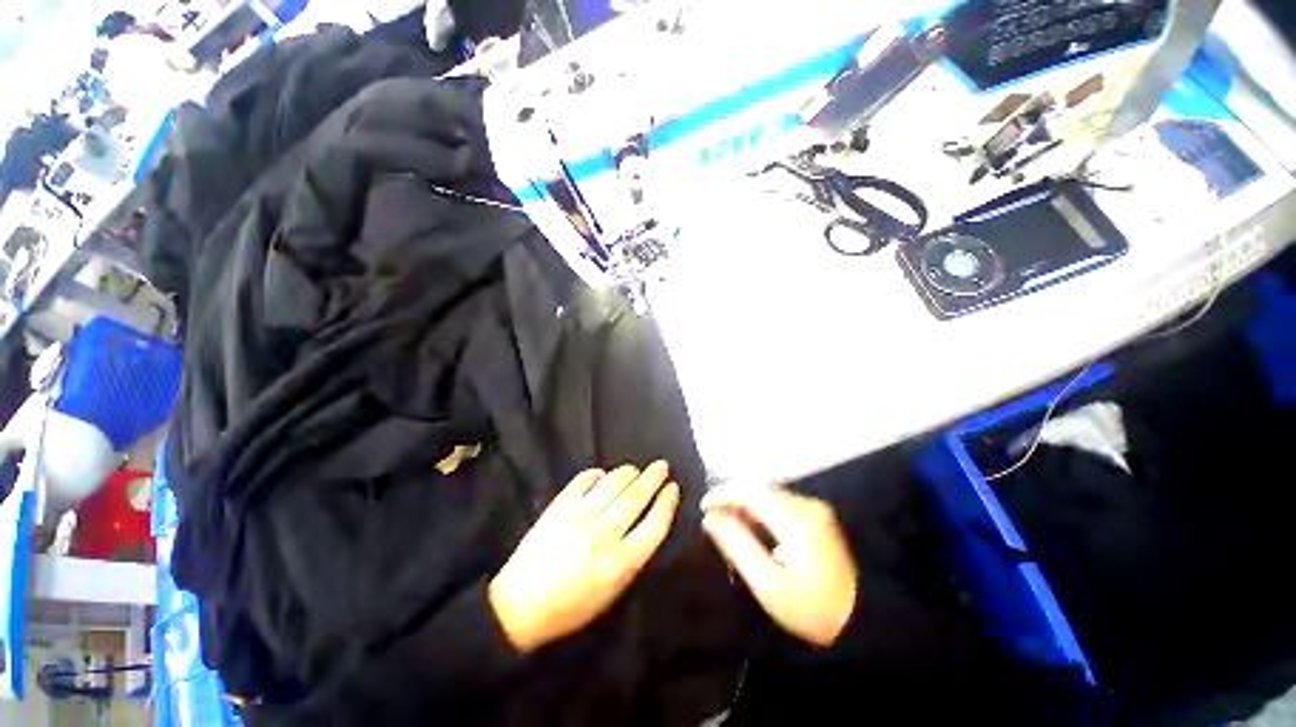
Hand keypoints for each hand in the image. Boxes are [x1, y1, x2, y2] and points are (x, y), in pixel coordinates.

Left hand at [489, 462, 679, 652]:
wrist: (520, 605)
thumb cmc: (571, 608)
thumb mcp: (611, 594)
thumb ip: (632, 559)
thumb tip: (645, 526)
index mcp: (621, 562)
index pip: (655, 524)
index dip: (667, 503)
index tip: (673, 488)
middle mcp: (604, 533)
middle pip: (636, 496)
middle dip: (653, 478)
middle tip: (661, 466)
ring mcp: (581, 515)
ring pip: (613, 483)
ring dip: (628, 472)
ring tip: (635, 469)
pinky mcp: (560, 506)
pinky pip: (584, 480)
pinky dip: (596, 474)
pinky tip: (602, 475)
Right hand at [701, 487, 856, 646]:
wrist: (864, 622)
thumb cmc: (812, 610)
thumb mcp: (768, 585)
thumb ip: (737, 546)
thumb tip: (710, 518)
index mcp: (795, 521)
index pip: (750, 492)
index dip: (723, 494)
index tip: (703, 506)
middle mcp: (806, 505)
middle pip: (759, 489)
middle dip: (732, 497)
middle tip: (712, 517)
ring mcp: (814, 509)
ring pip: (768, 494)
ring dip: (745, 503)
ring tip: (727, 522)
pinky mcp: (817, 516)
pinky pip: (779, 503)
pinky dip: (760, 509)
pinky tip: (751, 526)